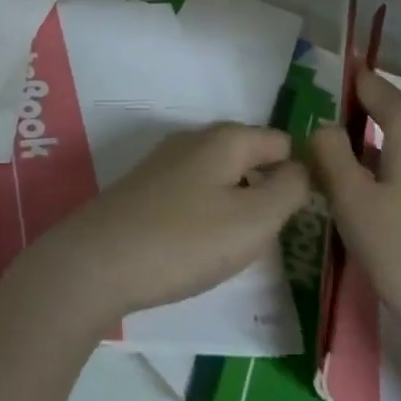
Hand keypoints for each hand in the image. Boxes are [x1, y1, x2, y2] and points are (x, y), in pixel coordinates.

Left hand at [12, 122, 308, 332]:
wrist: (97, 262)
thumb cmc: (184, 241)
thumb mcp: (252, 221)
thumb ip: (288, 190)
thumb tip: (303, 169)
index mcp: (226, 139)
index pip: (281, 142)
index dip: (299, 174)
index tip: (303, 216)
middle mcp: (196, 139)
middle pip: (250, 156)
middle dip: (267, 190)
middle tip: (273, 237)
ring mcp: (167, 161)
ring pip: (222, 175)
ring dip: (237, 204)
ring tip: (239, 247)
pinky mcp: (147, 187)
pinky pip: (195, 191)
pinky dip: (207, 213)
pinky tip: (200, 246)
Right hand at [309, 70, 400, 354]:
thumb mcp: (352, 203)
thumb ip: (330, 153)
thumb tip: (325, 126)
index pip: (373, 86)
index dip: (344, 89)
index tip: (317, 103)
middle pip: (394, 116)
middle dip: (360, 129)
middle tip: (327, 160)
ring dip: (384, 158)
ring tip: (356, 193)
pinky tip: (395, 216)